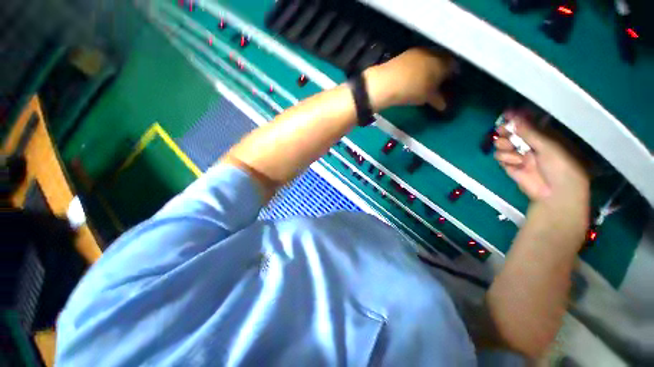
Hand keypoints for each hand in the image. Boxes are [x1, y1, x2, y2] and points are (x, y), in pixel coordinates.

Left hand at [364, 48, 455, 110]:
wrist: (386, 82)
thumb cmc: (411, 90)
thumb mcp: (426, 97)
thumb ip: (437, 100)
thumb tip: (444, 106)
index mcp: (442, 63)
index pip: (454, 66)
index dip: (453, 74)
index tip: (451, 82)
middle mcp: (433, 52)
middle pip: (442, 59)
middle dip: (442, 69)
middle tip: (439, 80)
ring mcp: (418, 51)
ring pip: (430, 57)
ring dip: (431, 66)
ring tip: (426, 78)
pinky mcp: (406, 53)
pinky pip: (418, 58)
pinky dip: (420, 65)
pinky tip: (414, 74)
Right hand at [494, 110, 589, 204]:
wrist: (555, 194)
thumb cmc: (561, 166)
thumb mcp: (549, 146)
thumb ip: (530, 132)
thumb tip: (514, 117)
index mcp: (544, 136)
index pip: (528, 123)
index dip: (517, 118)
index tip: (506, 113)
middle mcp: (531, 144)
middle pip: (511, 133)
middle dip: (506, 132)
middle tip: (503, 131)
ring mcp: (520, 155)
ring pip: (503, 144)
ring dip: (505, 145)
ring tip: (512, 150)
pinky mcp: (511, 166)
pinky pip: (501, 158)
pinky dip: (505, 159)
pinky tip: (515, 163)